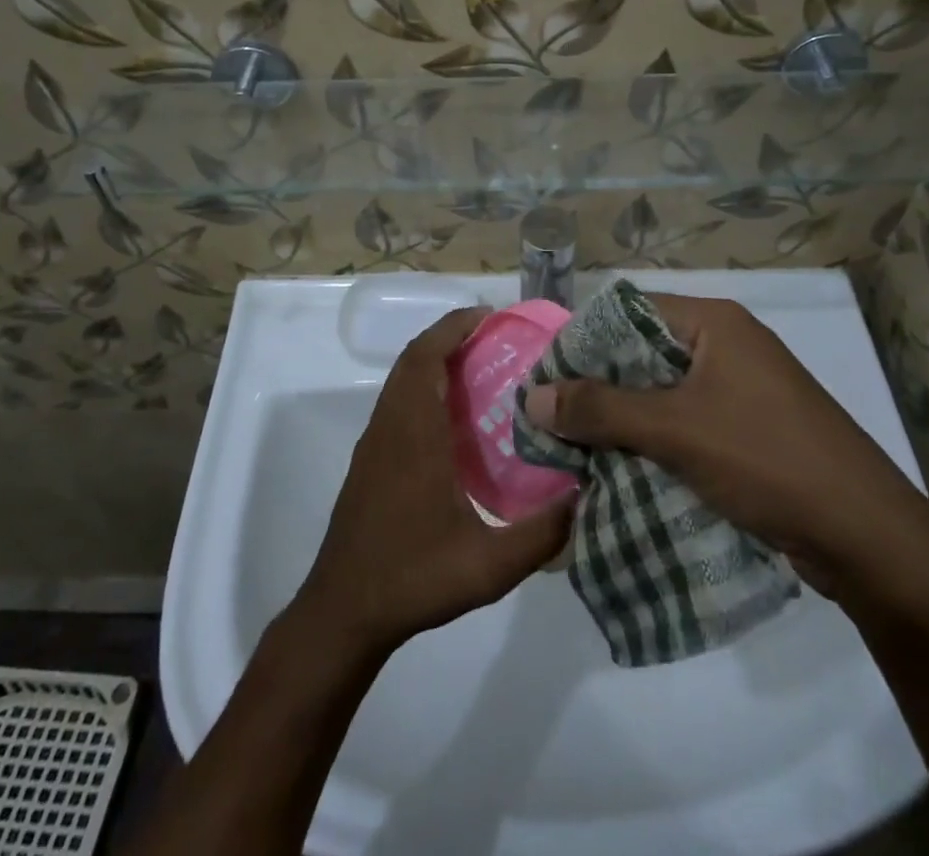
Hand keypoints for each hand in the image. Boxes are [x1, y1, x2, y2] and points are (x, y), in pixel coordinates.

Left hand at [299, 309, 573, 651]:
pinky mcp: (370, 459)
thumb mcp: (489, 566)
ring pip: (402, 379)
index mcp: (414, 433)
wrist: (343, 611)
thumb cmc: (413, 579)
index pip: (427, 356)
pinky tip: (456, 419)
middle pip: (414, 358)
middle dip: (451, 336)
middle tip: (496, 338)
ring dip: (436, 360)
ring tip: (483, 369)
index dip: (455, 327)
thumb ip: (541, 534)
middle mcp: (390, 425)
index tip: (491, 317)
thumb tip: (585, 497)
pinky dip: (424, 386)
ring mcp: (375, 441)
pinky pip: (398, 401)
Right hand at [521, 295, 928, 611]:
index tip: (545, 379)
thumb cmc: (767, 460)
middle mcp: (726, 346)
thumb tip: (534, 396)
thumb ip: (602, 410)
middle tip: (551, 420)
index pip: (629, 313)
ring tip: (573, 451)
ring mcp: (741, 390)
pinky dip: (653, 444)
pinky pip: (685, 425)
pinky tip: (618, 472)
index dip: (584, 341)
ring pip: (662, 395)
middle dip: (598, 388)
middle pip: (643, 355)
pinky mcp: (748, 432)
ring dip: (623, 422)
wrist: (868, 537)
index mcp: (714, 324)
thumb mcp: (676, 429)